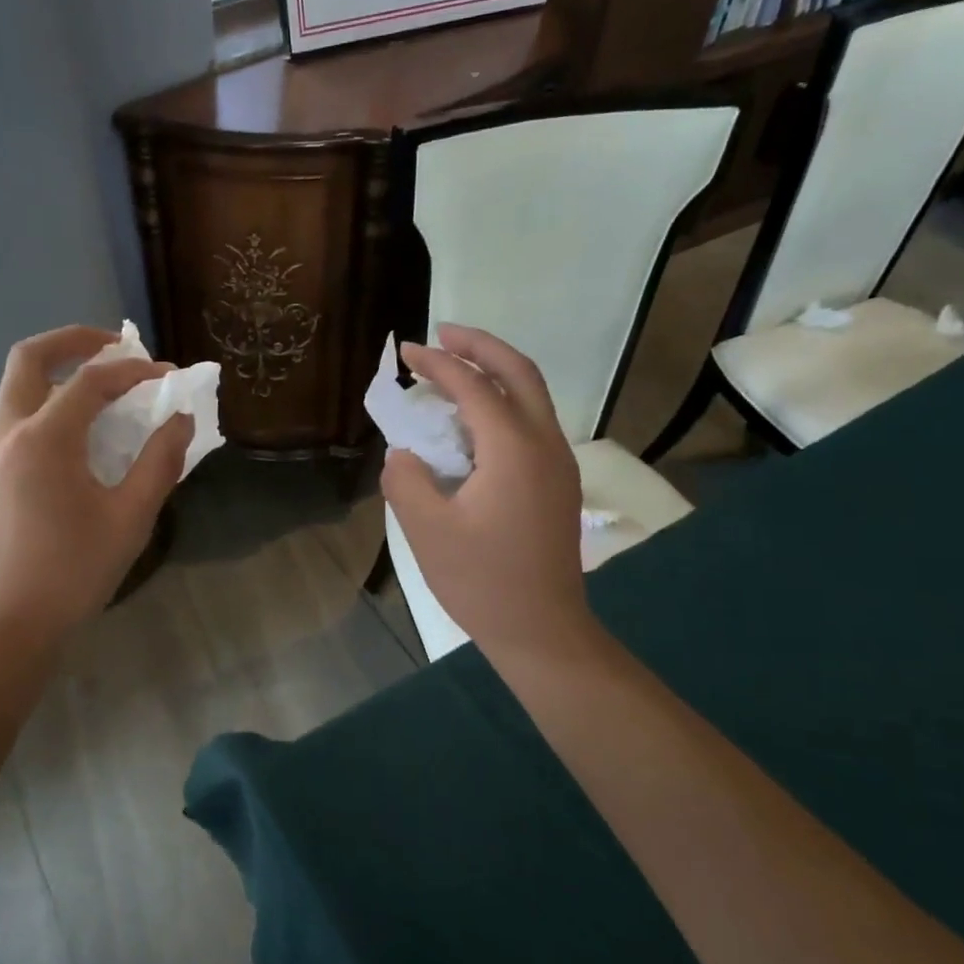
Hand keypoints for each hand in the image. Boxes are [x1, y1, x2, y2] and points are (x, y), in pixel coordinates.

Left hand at [0, 326, 193, 653]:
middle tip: (117, 347)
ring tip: (104, 387)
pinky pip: (17, 416)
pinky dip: (48, 403)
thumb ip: (159, 462)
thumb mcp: (130, 518)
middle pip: (30, 358)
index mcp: (44, 440)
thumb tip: (180, 420)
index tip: (168, 376)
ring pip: (17, 386)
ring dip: (59, 372)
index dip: (133, 371)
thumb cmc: (74, 572)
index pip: (90, 381)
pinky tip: (80, 433)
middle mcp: (8, 433)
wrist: (10, 622)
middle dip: (75, 341)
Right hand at [380, 323, 599, 663]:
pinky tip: (474, 421)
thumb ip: (406, 480)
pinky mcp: (558, 484)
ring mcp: (558, 464)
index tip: (406, 351)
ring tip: (455, 368)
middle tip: (442, 333)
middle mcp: (544, 444)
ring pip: (532, 396)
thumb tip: (404, 454)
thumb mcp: (426, 530)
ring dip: (495, 372)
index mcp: (513, 449)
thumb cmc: (482, 581)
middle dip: (480, 345)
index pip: (473, 387)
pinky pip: (533, 423)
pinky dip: (504, 403)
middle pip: (519, 372)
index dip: (437, 363)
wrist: (541, 629)